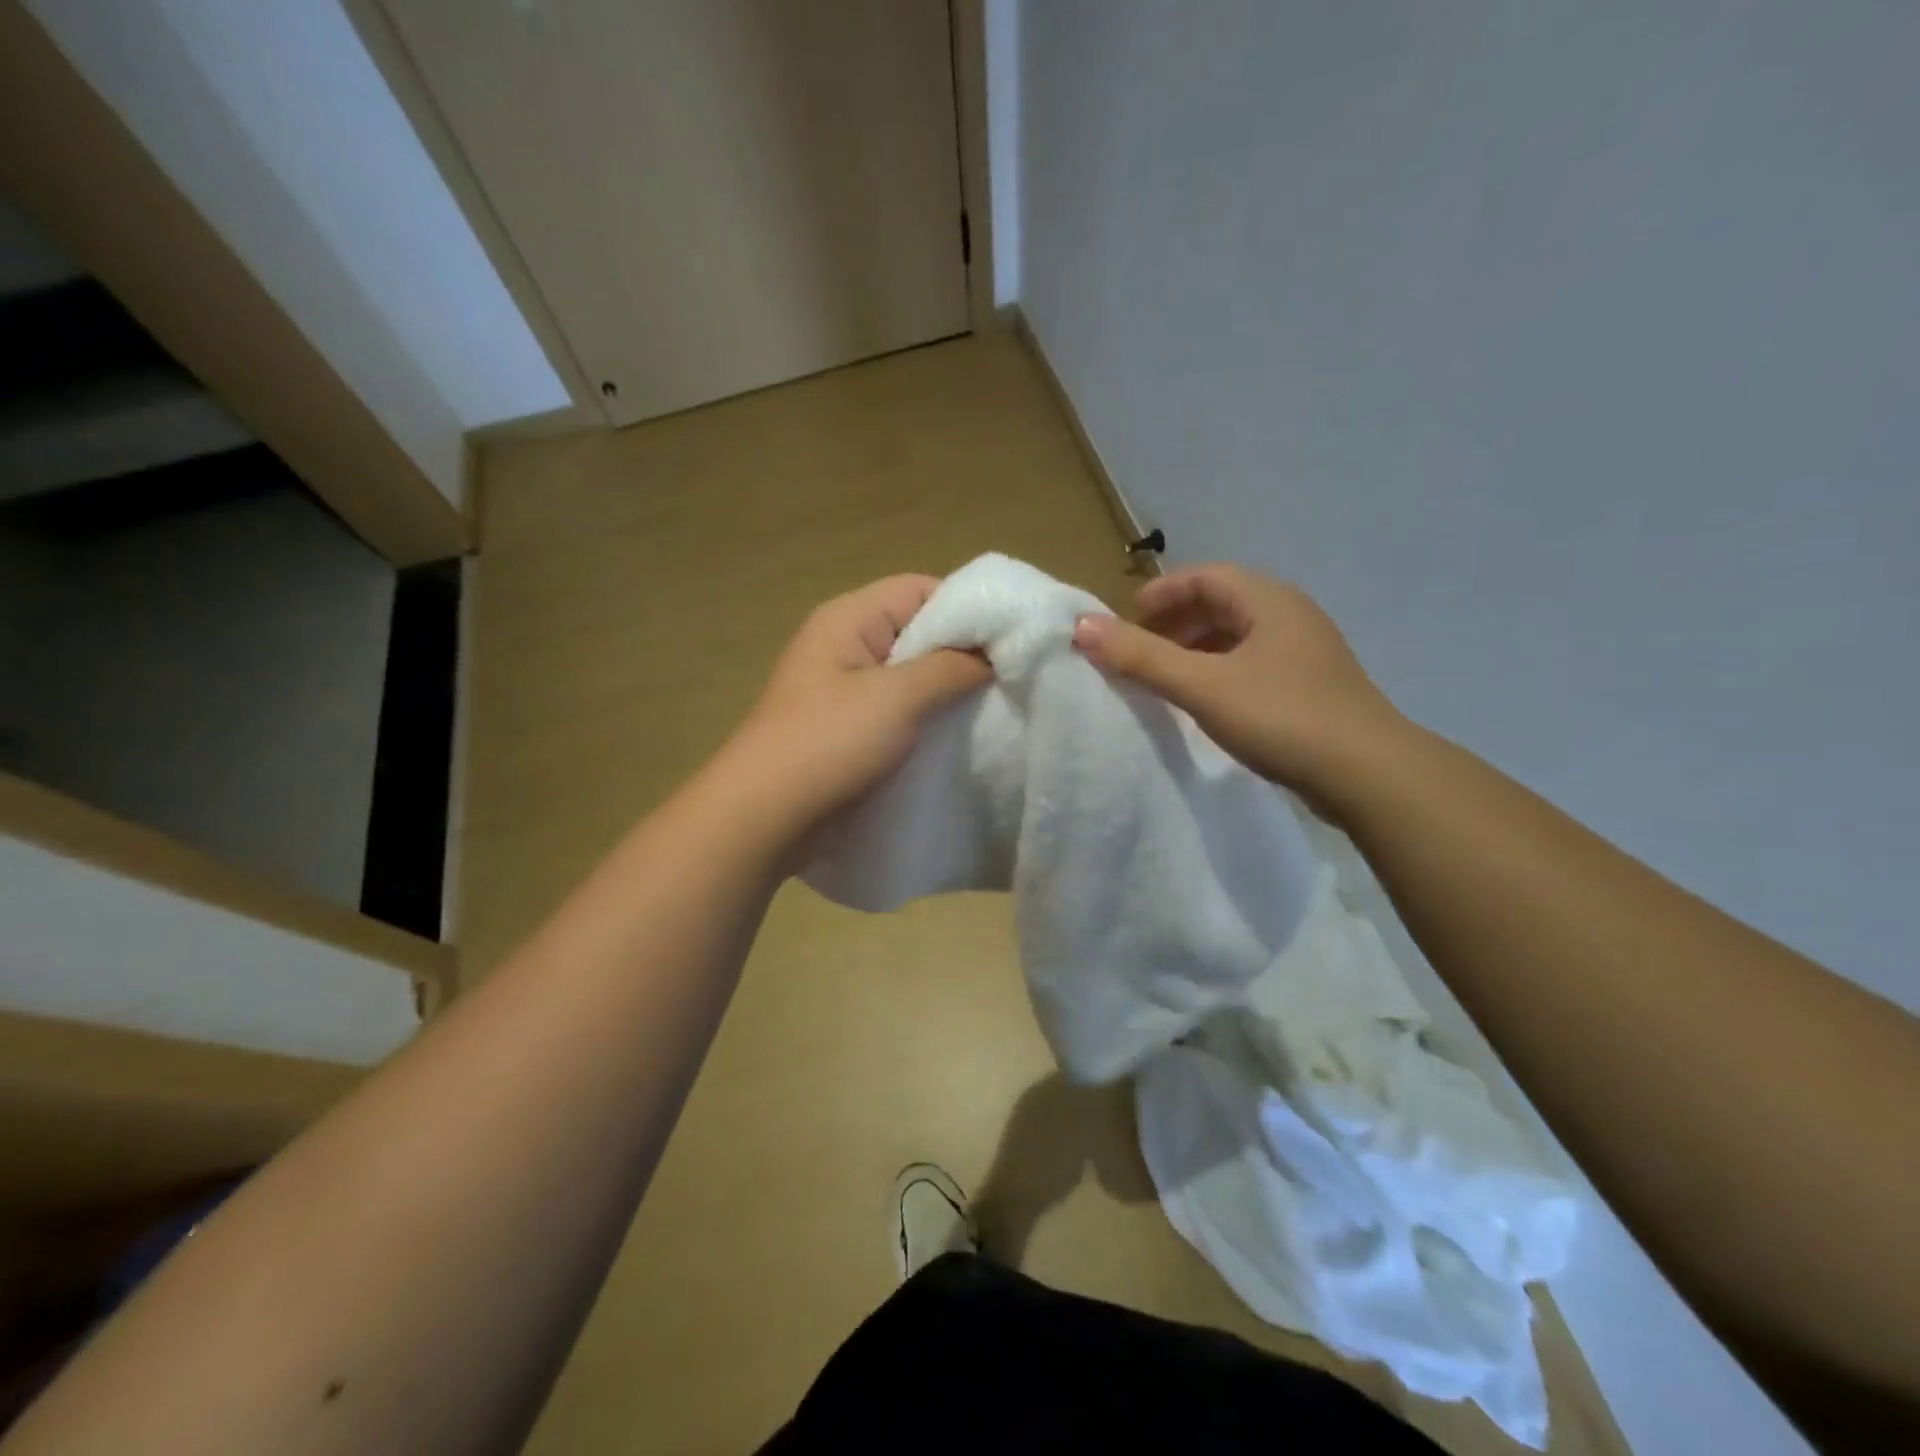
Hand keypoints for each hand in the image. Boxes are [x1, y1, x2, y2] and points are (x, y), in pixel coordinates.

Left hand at [719, 575, 990, 838]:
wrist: (764, 817)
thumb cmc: (829, 743)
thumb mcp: (897, 697)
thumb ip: (950, 666)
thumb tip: (993, 652)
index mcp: (850, 618)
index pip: (921, 589)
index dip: (969, 609)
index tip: (1012, 640)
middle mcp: (845, 644)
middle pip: (917, 630)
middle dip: (962, 652)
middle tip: (1009, 678)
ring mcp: (843, 688)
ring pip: (909, 674)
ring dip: (945, 689)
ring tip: (990, 708)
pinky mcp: (846, 727)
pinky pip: (896, 709)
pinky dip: (925, 717)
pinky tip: (954, 736)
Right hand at [1072, 564, 1404, 798]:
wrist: (1368, 774)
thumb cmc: (1281, 716)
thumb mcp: (1202, 685)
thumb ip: (1141, 657)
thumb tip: (1081, 626)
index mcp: (1268, 601)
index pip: (1204, 576)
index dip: (1161, 593)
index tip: (1126, 621)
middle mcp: (1290, 616)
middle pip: (1222, 604)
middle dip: (1175, 623)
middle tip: (1139, 651)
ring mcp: (1306, 653)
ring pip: (1238, 637)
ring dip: (1197, 650)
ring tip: (1165, 678)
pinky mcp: (1312, 688)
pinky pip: (1253, 665)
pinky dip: (1220, 673)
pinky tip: (1207, 704)